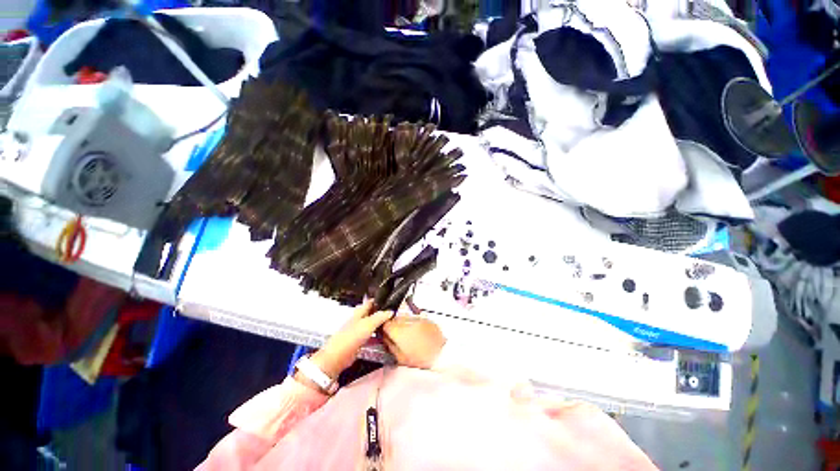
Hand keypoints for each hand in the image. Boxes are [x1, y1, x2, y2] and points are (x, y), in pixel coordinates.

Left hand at [308, 300, 391, 379]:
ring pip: (372, 325)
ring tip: (391, 325)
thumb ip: (380, 317)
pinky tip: (384, 338)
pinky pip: (371, 336)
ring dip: (380, 324)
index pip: (371, 302)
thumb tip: (390, 311)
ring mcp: (358, 331)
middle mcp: (359, 320)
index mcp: (359, 312)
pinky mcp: (359, 342)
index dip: (379, 300)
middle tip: (393, 314)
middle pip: (372, 313)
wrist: (337, 357)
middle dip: (381, 313)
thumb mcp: (368, 324)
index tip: (390, 300)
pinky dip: (377, 336)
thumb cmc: (350, 337)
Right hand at [382, 306, 445, 368]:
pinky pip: (415, 318)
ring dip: (404, 323)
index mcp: (400, 332)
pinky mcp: (427, 318)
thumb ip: (390, 345)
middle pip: (395, 318)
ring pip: (405, 317)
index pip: (386, 323)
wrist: (442, 356)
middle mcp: (409, 321)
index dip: (384, 328)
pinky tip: (417, 332)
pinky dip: (413, 323)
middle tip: (397, 335)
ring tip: (408, 334)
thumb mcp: (400, 358)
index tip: (386, 333)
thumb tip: (384, 337)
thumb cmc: (420, 360)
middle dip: (394, 325)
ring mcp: (419, 318)